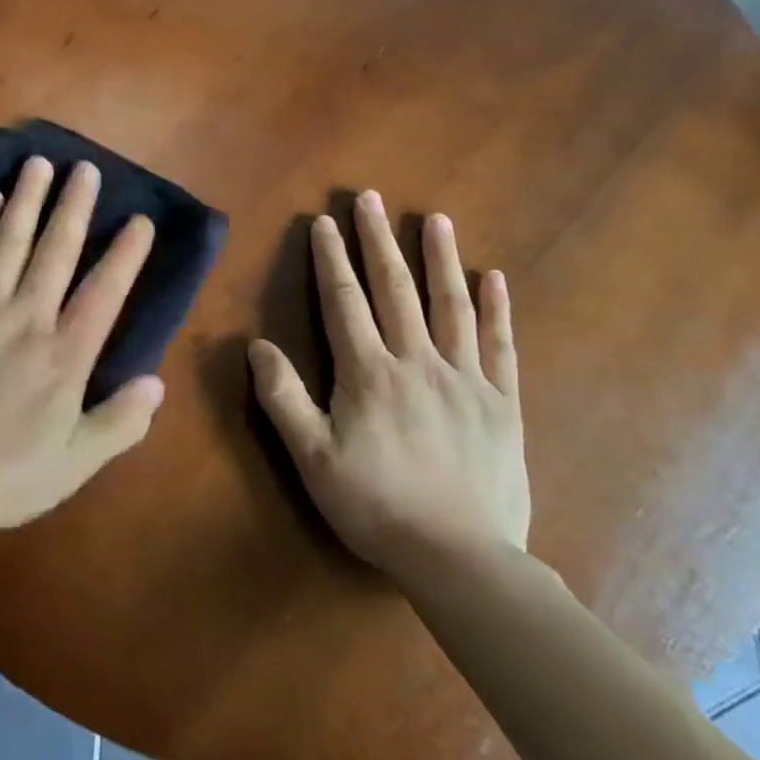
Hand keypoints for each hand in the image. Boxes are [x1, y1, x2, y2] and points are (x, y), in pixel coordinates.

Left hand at [0, 156, 165, 532]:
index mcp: (63, 357)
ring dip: (27, 199)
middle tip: (86, 169)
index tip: (139, 220)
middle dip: (74, 207)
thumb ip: (119, 424)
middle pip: (55, 251)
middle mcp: (26, 319)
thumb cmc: (3, 475)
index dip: (125, 255)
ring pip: (9, 241)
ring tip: (40, 163)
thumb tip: (157, 383)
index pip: (103, 293)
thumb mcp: (74, 464)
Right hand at [249, 191, 528, 584]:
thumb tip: (257, 345)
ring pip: (450, 306)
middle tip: (371, 199)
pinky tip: (494, 278)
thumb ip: (282, 397)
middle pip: (395, 289)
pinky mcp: (502, 404)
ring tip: (436, 220)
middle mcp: (416, 362)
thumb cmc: (376, 506)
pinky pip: (501, 347)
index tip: (325, 221)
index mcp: (368, 373)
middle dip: (379, 240)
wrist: (461, 561)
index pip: (344, 300)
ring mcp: (465, 380)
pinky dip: (498, 310)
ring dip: (440, 259)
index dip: (332, 258)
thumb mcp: (311, 457)